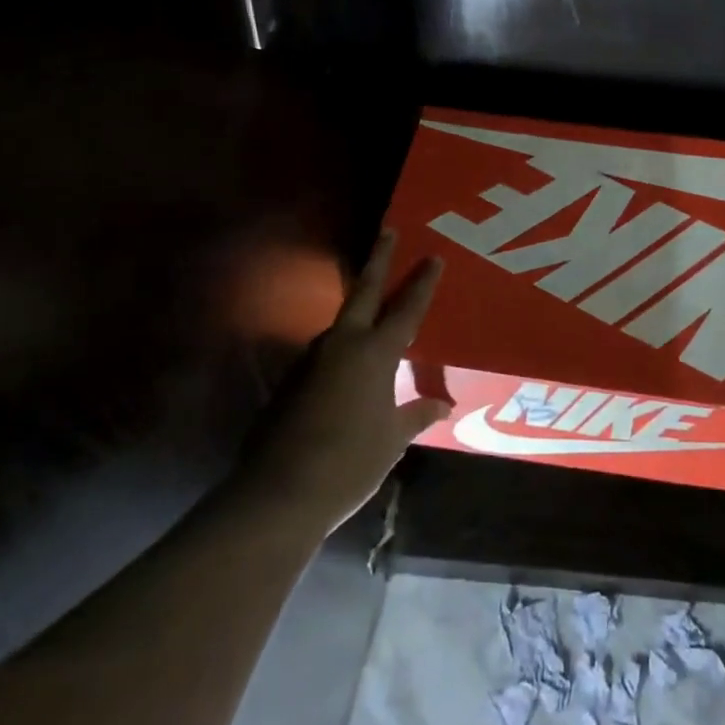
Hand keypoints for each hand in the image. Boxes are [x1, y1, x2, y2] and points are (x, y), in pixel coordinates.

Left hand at [238, 233, 448, 536]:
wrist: (279, 492)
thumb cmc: (350, 462)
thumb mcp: (392, 439)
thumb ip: (417, 414)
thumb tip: (445, 404)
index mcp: (375, 353)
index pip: (406, 309)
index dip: (422, 283)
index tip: (433, 257)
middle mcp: (342, 345)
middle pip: (365, 292)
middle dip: (379, 260)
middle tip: (388, 232)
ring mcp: (312, 360)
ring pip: (342, 323)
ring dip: (359, 308)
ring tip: (376, 306)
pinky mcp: (293, 381)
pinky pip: (327, 353)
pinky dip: (343, 347)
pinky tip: (350, 365)